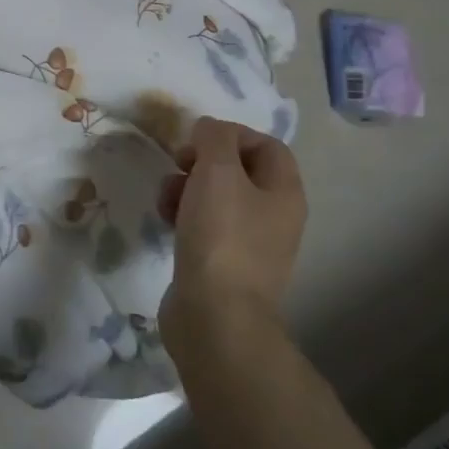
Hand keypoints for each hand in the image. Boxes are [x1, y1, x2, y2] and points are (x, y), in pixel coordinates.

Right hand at [159, 117, 306, 355]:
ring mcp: (249, 244)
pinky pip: (204, 225)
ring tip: (165, 197)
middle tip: (179, 164)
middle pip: (237, 169)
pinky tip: (164, 221)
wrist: (214, 318)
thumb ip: (215, 137)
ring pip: (215, 196)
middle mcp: (274, 216)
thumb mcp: (217, 171)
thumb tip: (209, 130)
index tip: (198, 140)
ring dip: (185, 187)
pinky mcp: (223, 265)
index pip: (266, 144)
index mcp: (284, 192)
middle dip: (202, 161)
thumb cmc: (221, 236)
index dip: (231, 134)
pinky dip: (183, 216)